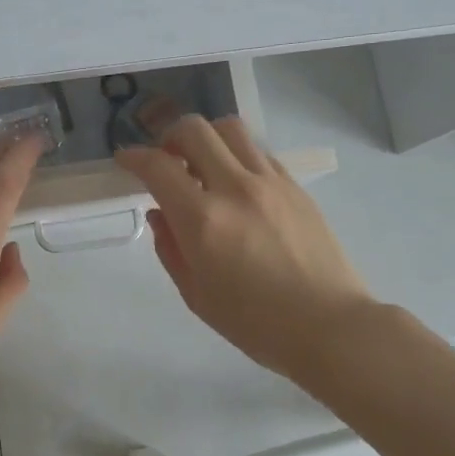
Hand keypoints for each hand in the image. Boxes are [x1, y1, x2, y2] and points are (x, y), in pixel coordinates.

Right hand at [117, 115, 374, 385]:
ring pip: (230, 129)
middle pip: (194, 129)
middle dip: (169, 136)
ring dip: (206, 138)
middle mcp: (235, 188)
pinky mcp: (295, 186)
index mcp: (203, 219)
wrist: (329, 326)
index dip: (134, 157)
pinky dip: (237, 155)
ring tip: (202, 164)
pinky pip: (258, 152)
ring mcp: (270, 182)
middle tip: (165, 159)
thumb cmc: (255, 323)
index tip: (125, 159)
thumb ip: (170, 249)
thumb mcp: (196, 295)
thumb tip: (160, 214)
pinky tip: (236, 183)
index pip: (158, 167)